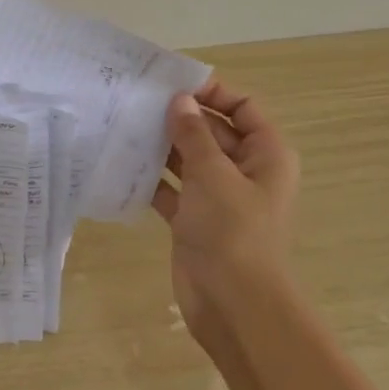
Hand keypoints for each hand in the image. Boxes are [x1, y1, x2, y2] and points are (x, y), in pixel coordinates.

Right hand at [151, 78, 300, 349]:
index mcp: (265, 155)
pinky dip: (153, 179)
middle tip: (138, 102)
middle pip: (213, 132)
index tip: (173, 84)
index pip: (242, 107)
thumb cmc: (233, 231)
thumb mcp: (212, 173)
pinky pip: (172, 190)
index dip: (213, 92)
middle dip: (180, 118)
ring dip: (162, 146)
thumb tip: (180, 100)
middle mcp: (245, 172)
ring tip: (125, 126)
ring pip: (189, 160)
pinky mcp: (195, 221)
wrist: (234, 305)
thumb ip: (193, 134)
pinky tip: (123, 165)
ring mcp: (219, 198)